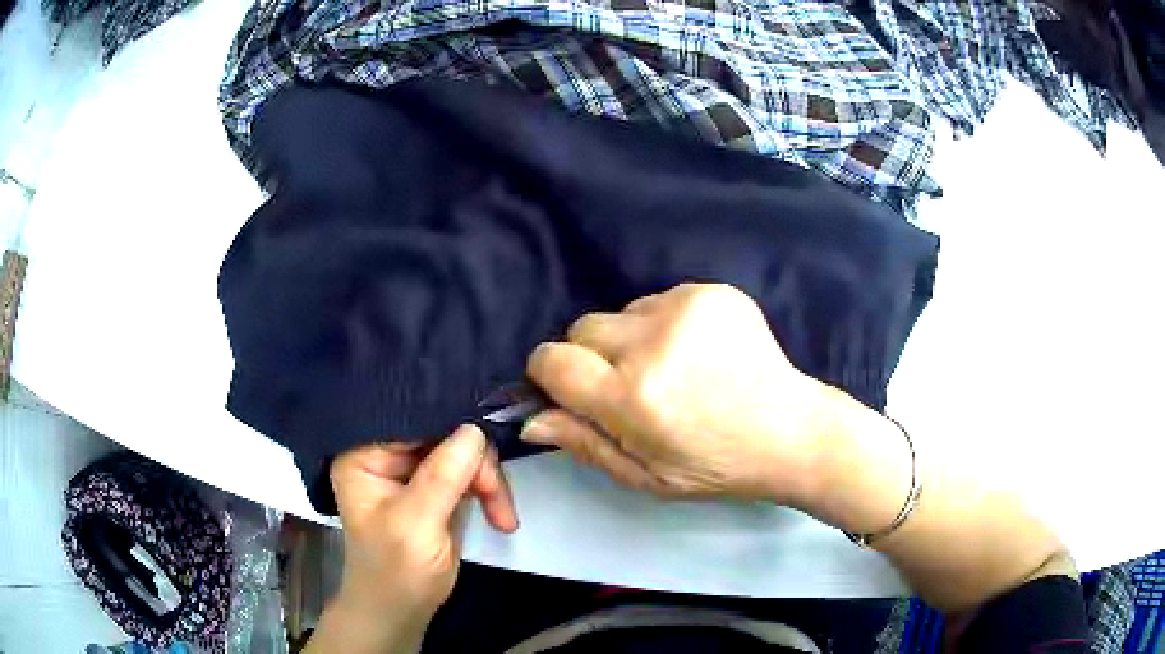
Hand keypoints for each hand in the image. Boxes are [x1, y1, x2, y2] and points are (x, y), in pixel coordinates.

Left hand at [309, 426, 517, 653]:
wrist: (403, 611)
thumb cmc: (395, 571)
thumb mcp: (414, 525)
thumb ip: (442, 477)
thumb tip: (474, 429)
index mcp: (364, 453)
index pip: (409, 419)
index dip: (448, 424)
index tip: (487, 441)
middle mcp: (385, 454)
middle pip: (442, 433)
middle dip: (476, 465)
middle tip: (497, 498)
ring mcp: (413, 471)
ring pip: (463, 452)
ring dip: (489, 483)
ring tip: (504, 517)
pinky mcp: (437, 487)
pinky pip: (471, 472)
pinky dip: (491, 492)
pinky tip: (501, 517)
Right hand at [522, 283, 839, 506]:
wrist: (790, 431)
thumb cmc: (714, 465)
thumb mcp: (644, 475)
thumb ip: (583, 443)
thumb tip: (528, 419)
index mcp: (633, 397)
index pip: (551, 360)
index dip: (552, 375)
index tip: (571, 390)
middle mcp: (653, 342)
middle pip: (582, 328)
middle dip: (592, 357)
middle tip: (632, 387)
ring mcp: (686, 308)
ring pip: (622, 312)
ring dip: (633, 339)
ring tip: (674, 369)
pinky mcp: (713, 291)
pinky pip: (660, 299)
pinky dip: (666, 324)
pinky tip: (698, 352)